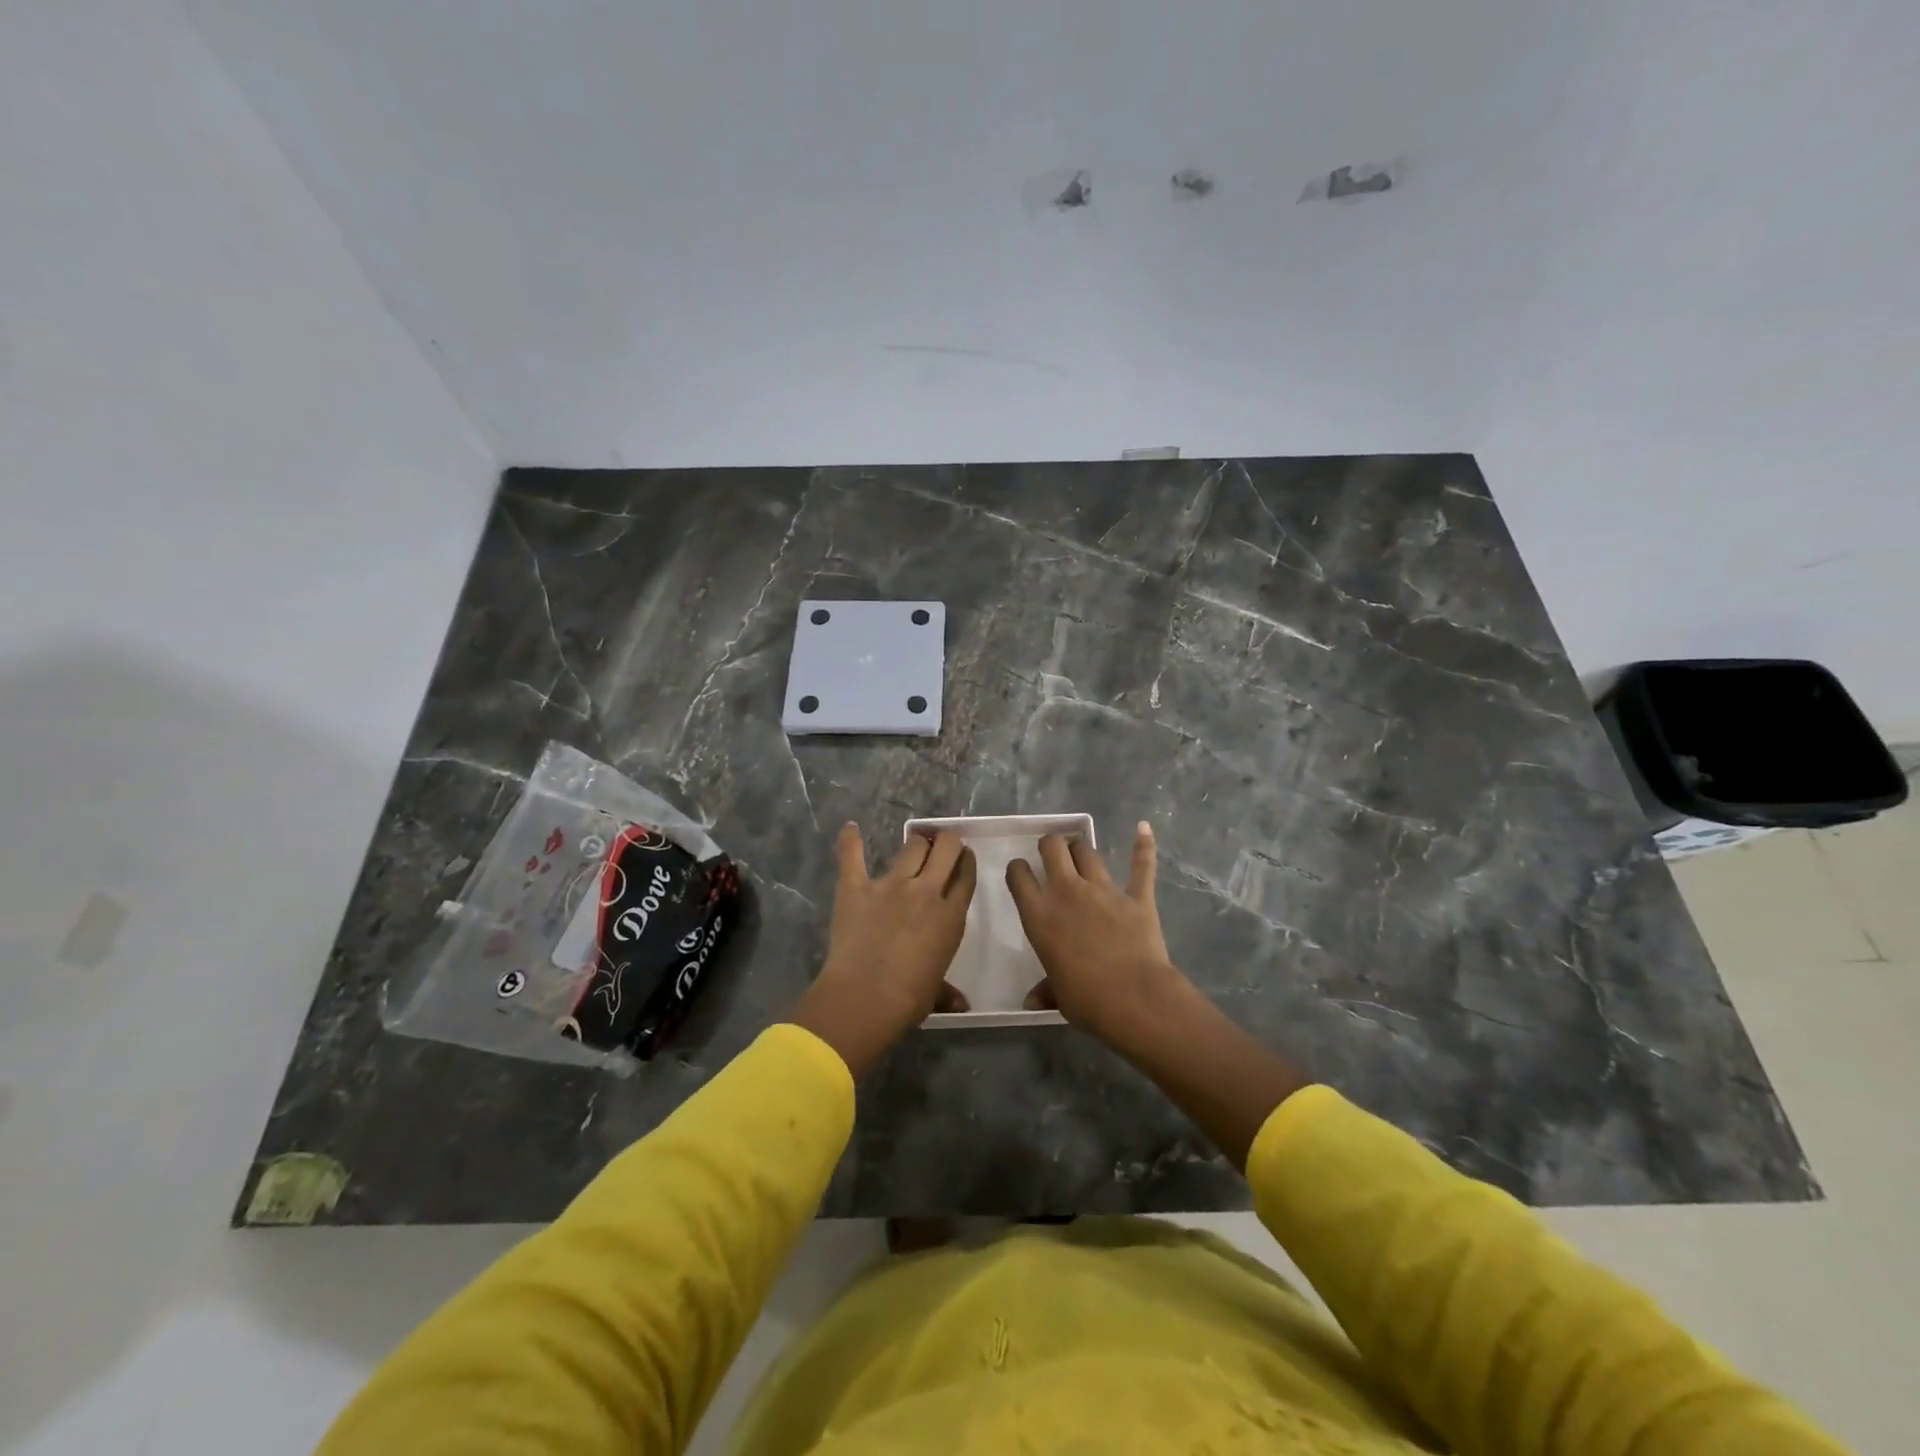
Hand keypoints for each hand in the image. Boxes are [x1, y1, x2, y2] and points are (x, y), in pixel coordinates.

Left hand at [787, 823, 976, 1077]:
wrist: (866, 997)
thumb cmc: (908, 999)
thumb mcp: (935, 993)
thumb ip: (948, 992)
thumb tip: (961, 1006)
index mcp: (951, 916)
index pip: (965, 876)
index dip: (966, 862)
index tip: (963, 858)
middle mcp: (926, 891)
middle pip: (945, 849)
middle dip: (947, 842)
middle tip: (942, 846)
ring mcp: (891, 885)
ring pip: (912, 846)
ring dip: (916, 843)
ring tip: (914, 844)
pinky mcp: (856, 886)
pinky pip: (853, 856)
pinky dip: (850, 841)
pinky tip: (850, 828)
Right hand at [1005, 821, 1189, 1047]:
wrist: (1135, 999)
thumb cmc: (1087, 1000)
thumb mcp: (1058, 996)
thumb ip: (1045, 990)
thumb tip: (1030, 1002)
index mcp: (1040, 916)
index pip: (1019, 877)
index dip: (1018, 869)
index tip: (1021, 871)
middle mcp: (1067, 893)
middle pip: (1053, 848)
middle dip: (1050, 845)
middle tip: (1051, 853)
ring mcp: (1104, 891)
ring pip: (1087, 852)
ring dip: (1081, 848)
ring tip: (1080, 850)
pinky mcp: (1137, 897)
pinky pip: (1141, 866)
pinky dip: (1143, 845)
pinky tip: (1143, 828)